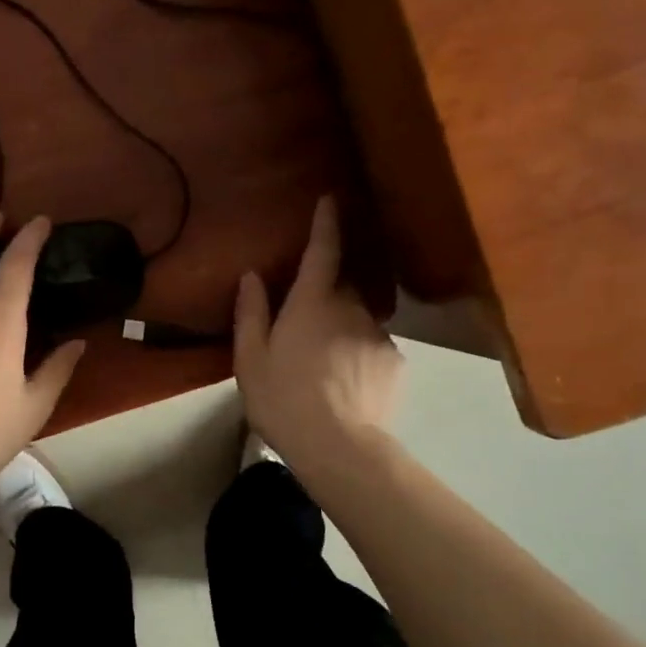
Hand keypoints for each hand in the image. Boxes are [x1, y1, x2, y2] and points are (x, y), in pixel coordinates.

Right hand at [234, 197, 402, 468]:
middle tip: (304, 330)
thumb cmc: (283, 398)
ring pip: (358, 321)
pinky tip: (346, 387)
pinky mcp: (396, 363)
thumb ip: (251, 313)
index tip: (330, 199)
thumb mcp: (250, 358)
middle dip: (325, 298)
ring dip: (342, 332)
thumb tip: (253, 276)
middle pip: (340, 290)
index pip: (322, 252)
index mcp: (312, 303)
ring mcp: (378, 336)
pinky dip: (359, 358)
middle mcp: (351, 309)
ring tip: (323, 369)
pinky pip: (373, 349)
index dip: (325, 224)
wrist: (338, 447)